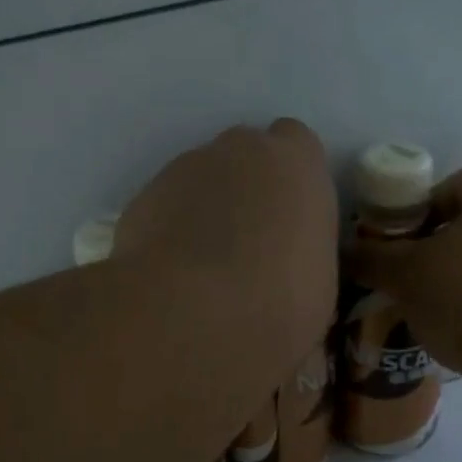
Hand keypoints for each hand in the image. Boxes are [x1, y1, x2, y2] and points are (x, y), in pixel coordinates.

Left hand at [116, 119, 339, 366]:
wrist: (193, 314)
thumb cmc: (280, 300)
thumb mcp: (319, 284)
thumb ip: (305, 253)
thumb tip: (290, 267)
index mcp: (296, 163)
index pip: (298, 147)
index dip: (292, 181)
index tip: (290, 219)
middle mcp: (239, 150)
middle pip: (245, 156)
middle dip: (247, 188)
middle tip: (249, 243)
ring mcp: (184, 168)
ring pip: (201, 180)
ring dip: (206, 209)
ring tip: (206, 266)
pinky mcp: (142, 197)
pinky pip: (165, 207)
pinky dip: (171, 230)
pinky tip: (174, 273)